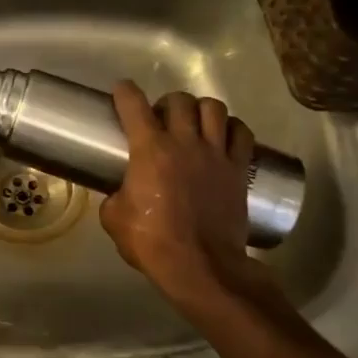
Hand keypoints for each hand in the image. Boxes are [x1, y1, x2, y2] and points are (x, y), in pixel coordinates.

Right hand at [100, 82, 254, 305]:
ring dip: (200, 109)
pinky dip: (232, 128)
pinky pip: (241, 133)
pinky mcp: (240, 169)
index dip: (125, 92)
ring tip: (194, 122)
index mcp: (150, 150)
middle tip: (161, 118)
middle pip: (179, 100)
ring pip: (214, 108)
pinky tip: (224, 136)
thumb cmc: (153, 242)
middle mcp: (185, 142)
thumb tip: (121, 192)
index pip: (134, 105)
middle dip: (166, 102)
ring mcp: (216, 154)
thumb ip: (115, 196)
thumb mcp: (115, 219)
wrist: (201, 266)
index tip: (122, 90)